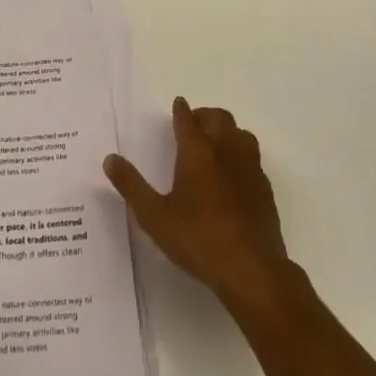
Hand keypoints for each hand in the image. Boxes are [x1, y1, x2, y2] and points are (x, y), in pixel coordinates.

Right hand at [105, 98, 293, 318]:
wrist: (252, 270)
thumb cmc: (198, 240)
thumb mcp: (155, 217)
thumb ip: (132, 186)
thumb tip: (110, 159)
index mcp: (197, 152)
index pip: (188, 119)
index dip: (181, 110)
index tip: (178, 105)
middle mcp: (225, 151)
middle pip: (218, 118)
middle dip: (204, 116)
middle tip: (192, 127)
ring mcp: (250, 169)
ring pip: (240, 134)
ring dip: (226, 132)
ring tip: (214, 146)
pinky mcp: (265, 189)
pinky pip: (253, 158)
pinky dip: (240, 155)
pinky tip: (233, 176)